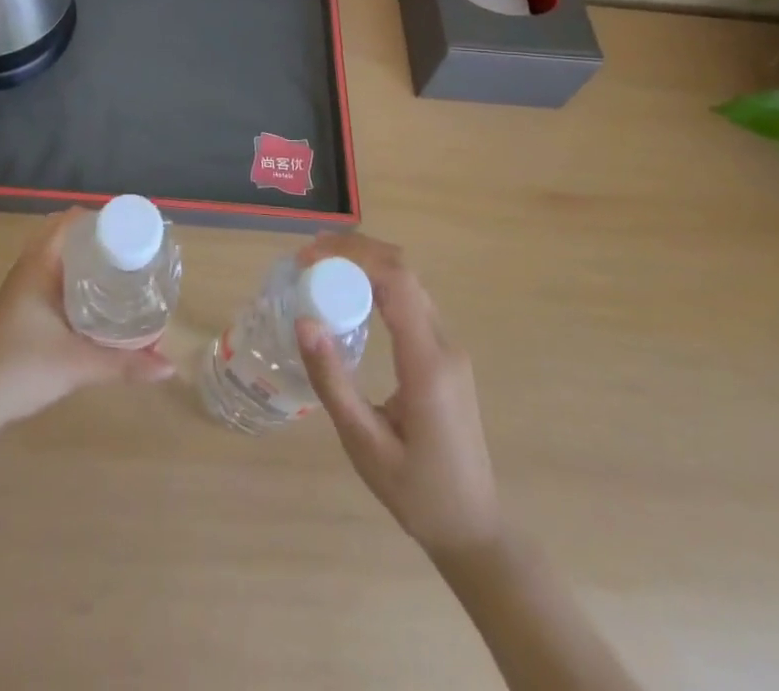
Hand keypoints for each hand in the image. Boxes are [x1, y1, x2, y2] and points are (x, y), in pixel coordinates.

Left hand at [0, 208, 173, 433]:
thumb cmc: (21, 367)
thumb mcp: (78, 364)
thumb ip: (124, 364)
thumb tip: (169, 365)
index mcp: (40, 264)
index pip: (71, 220)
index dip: (101, 218)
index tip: (133, 229)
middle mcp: (30, 268)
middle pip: (67, 237)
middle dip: (99, 240)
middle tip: (133, 252)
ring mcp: (22, 289)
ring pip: (59, 260)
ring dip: (86, 260)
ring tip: (122, 272)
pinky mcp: (20, 310)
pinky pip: (53, 278)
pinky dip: (75, 280)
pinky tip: (97, 301)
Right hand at [295, 233, 502, 558]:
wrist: (475, 528)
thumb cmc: (417, 493)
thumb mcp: (365, 444)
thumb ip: (333, 381)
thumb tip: (303, 321)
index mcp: (428, 363)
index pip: (396, 281)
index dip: (352, 256)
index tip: (308, 258)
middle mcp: (444, 344)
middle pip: (403, 270)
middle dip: (354, 250)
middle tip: (308, 256)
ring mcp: (449, 346)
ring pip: (408, 280)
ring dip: (366, 262)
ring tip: (320, 267)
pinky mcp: (445, 354)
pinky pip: (411, 300)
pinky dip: (377, 282)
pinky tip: (349, 293)